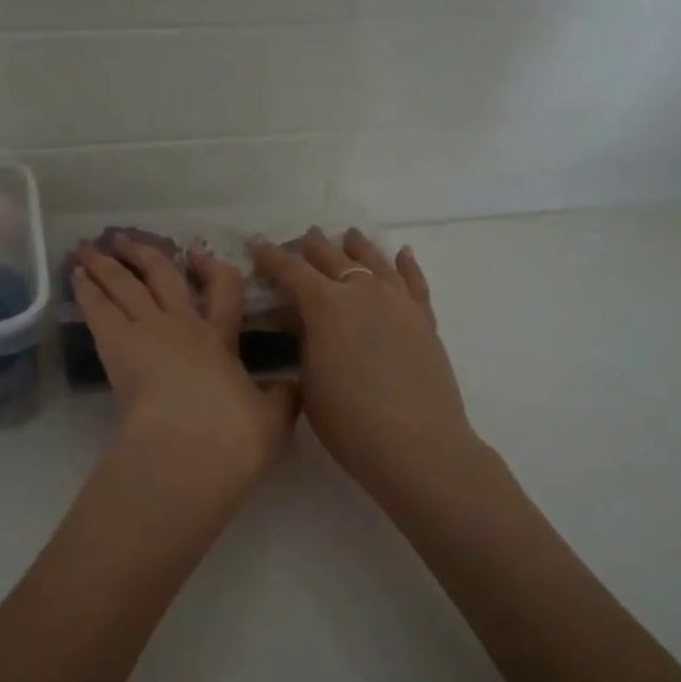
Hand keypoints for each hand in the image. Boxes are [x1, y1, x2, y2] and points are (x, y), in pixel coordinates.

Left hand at [72, 240, 299, 505]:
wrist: (195, 443)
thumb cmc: (235, 434)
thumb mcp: (273, 418)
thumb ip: (281, 398)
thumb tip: (292, 387)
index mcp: (221, 340)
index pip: (224, 291)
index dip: (212, 269)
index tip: (200, 256)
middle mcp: (184, 325)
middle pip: (163, 276)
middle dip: (146, 255)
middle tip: (127, 241)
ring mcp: (149, 329)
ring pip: (125, 284)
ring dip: (107, 264)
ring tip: (89, 248)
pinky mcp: (116, 342)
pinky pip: (99, 306)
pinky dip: (87, 288)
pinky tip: (76, 274)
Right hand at [250, 228, 481, 507]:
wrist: (417, 445)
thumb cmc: (349, 421)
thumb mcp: (310, 380)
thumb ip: (303, 341)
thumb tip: (298, 319)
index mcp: (326, 304)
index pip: (291, 270)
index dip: (271, 257)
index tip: (256, 244)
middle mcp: (363, 291)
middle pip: (334, 258)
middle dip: (313, 247)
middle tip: (302, 239)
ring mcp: (398, 302)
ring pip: (375, 261)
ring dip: (357, 247)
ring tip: (348, 236)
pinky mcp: (424, 319)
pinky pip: (414, 281)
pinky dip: (406, 265)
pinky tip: (402, 254)